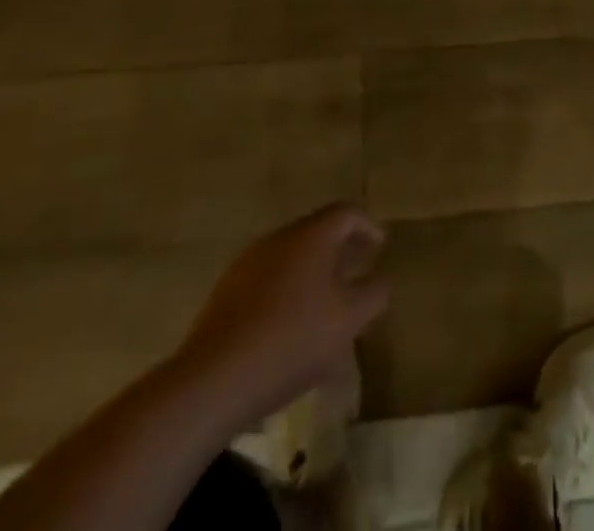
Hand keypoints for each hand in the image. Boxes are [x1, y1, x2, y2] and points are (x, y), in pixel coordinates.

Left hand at [176, 203, 387, 426]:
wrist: (212, 381)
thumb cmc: (291, 341)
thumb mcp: (348, 320)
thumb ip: (373, 294)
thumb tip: (381, 280)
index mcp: (311, 235)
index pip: (347, 212)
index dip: (368, 226)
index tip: (380, 248)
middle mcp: (279, 238)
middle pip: (318, 233)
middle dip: (341, 252)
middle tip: (357, 275)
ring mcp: (248, 264)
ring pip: (292, 260)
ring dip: (313, 276)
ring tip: (325, 308)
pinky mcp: (226, 294)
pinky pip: (269, 282)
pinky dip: (287, 294)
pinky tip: (290, 330)